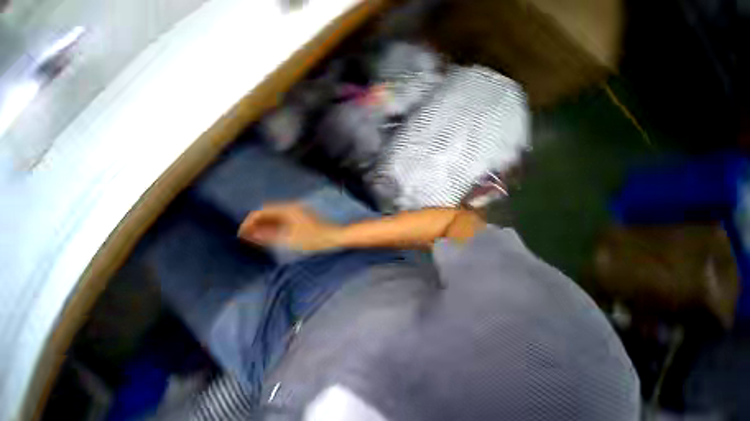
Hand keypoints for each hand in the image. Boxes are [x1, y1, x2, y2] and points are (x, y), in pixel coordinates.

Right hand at [238, 203, 341, 251]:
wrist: (334, 237)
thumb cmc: (313, 239)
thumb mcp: (289, 239)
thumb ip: (268, 236)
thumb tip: (251, 234)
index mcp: (287, 209)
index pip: (262, 211)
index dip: (249, 222)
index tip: (240, 234)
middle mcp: (291, 208)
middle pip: (267, 213)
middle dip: (255, 224)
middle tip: (245, 237)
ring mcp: (297, 212)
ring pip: (275, 217)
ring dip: (264, 225)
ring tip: (254, 238)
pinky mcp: (301, 218)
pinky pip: (282, 220)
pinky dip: (274, 227)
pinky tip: (270, 236)